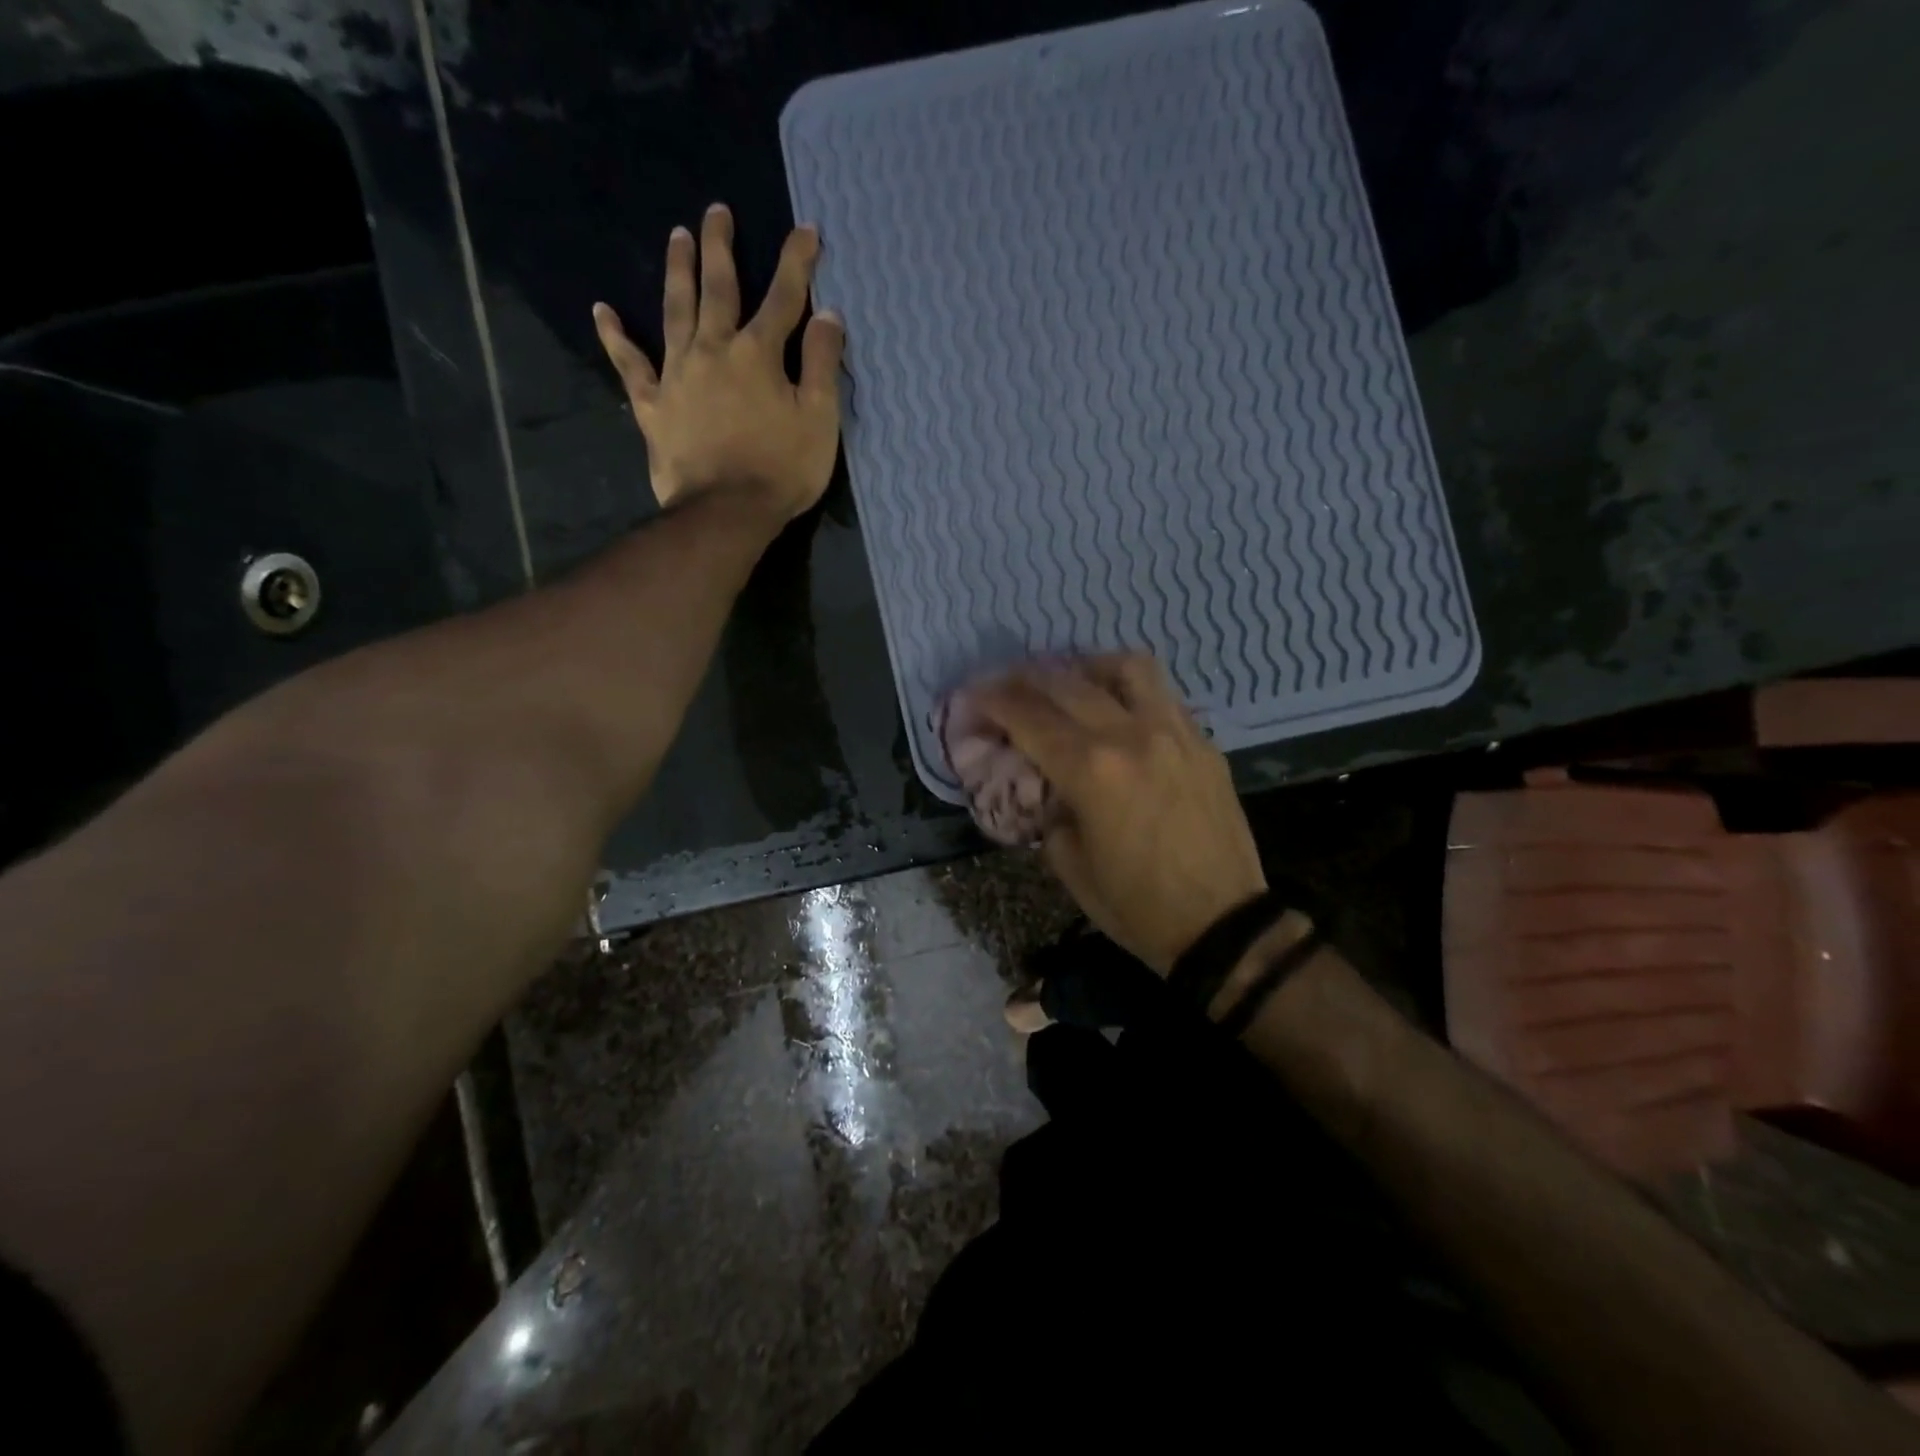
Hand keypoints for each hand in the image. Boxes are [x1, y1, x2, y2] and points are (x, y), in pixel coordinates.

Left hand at [593, 202, 845, 518]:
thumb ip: (822, 365)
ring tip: (677, 236)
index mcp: (758, 354)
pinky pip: (630, 365)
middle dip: (721, 248)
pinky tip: (602, 311)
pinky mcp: (654, 405)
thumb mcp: (819, 419)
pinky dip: (615, 337)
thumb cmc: (782, 469)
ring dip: (677, 271)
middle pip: (719, 289)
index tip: (806, 231)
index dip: (797, 262)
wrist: (726, 512)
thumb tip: (828, 316)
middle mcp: (713, 350)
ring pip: (675, 310)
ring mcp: (677, 375)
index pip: (784, 297)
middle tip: (717, 212)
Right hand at [971, 656, 1265, 974]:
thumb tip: (1045, 784)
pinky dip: (1127, 688)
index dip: (992, 701)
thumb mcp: (1069, 865)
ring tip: (1068, 680)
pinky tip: (1115, 707)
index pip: (1028, 717)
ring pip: (1125, 668)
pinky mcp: (1202, 742)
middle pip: (1066, 683)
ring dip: (1085, 666)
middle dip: (1024, 679)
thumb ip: (1048, 811)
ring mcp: (1173, 731)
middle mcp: (1131, 735)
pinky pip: (1161, 693)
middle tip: (1004, 686)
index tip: (972, 696)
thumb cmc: (1137, 906)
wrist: (1223, 924)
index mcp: (1091, 770)